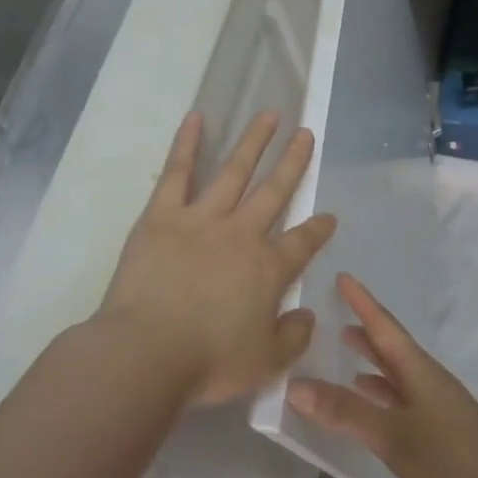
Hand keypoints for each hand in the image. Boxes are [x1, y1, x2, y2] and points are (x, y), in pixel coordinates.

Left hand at [96, 112, 336, 405]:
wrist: (148, 352)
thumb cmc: (209, 362)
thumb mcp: (266, 363)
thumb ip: (293, 336)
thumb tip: (307, 314)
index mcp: (268, 268)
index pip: (303, 242)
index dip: (318, 229)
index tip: (328, 216)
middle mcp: (241, 234)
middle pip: (274, 191)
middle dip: (293, 162)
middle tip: (305, 134)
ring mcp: (202, 219)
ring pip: (234, 171)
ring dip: (253, 142)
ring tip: (268, 115)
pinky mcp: (162, 215)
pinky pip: (177, 172)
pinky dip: (187, 143)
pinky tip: (196, 117)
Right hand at [286, 274, 477, 477]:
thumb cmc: (448, 455)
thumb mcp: (390, 433)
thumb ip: (344, 411)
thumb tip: (294, 385)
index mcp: (417, 368)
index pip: (384, 325)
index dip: (362, 301)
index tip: (343, 277)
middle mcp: (426, 379)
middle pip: (391, 346)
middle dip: (365, 330)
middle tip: (336, 315)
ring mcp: (435, 405)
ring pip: (396, 374)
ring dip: (372, 362)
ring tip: (347, 352)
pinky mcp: (439, 432)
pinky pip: (400, 400)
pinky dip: (380, 395)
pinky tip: (369, 403)